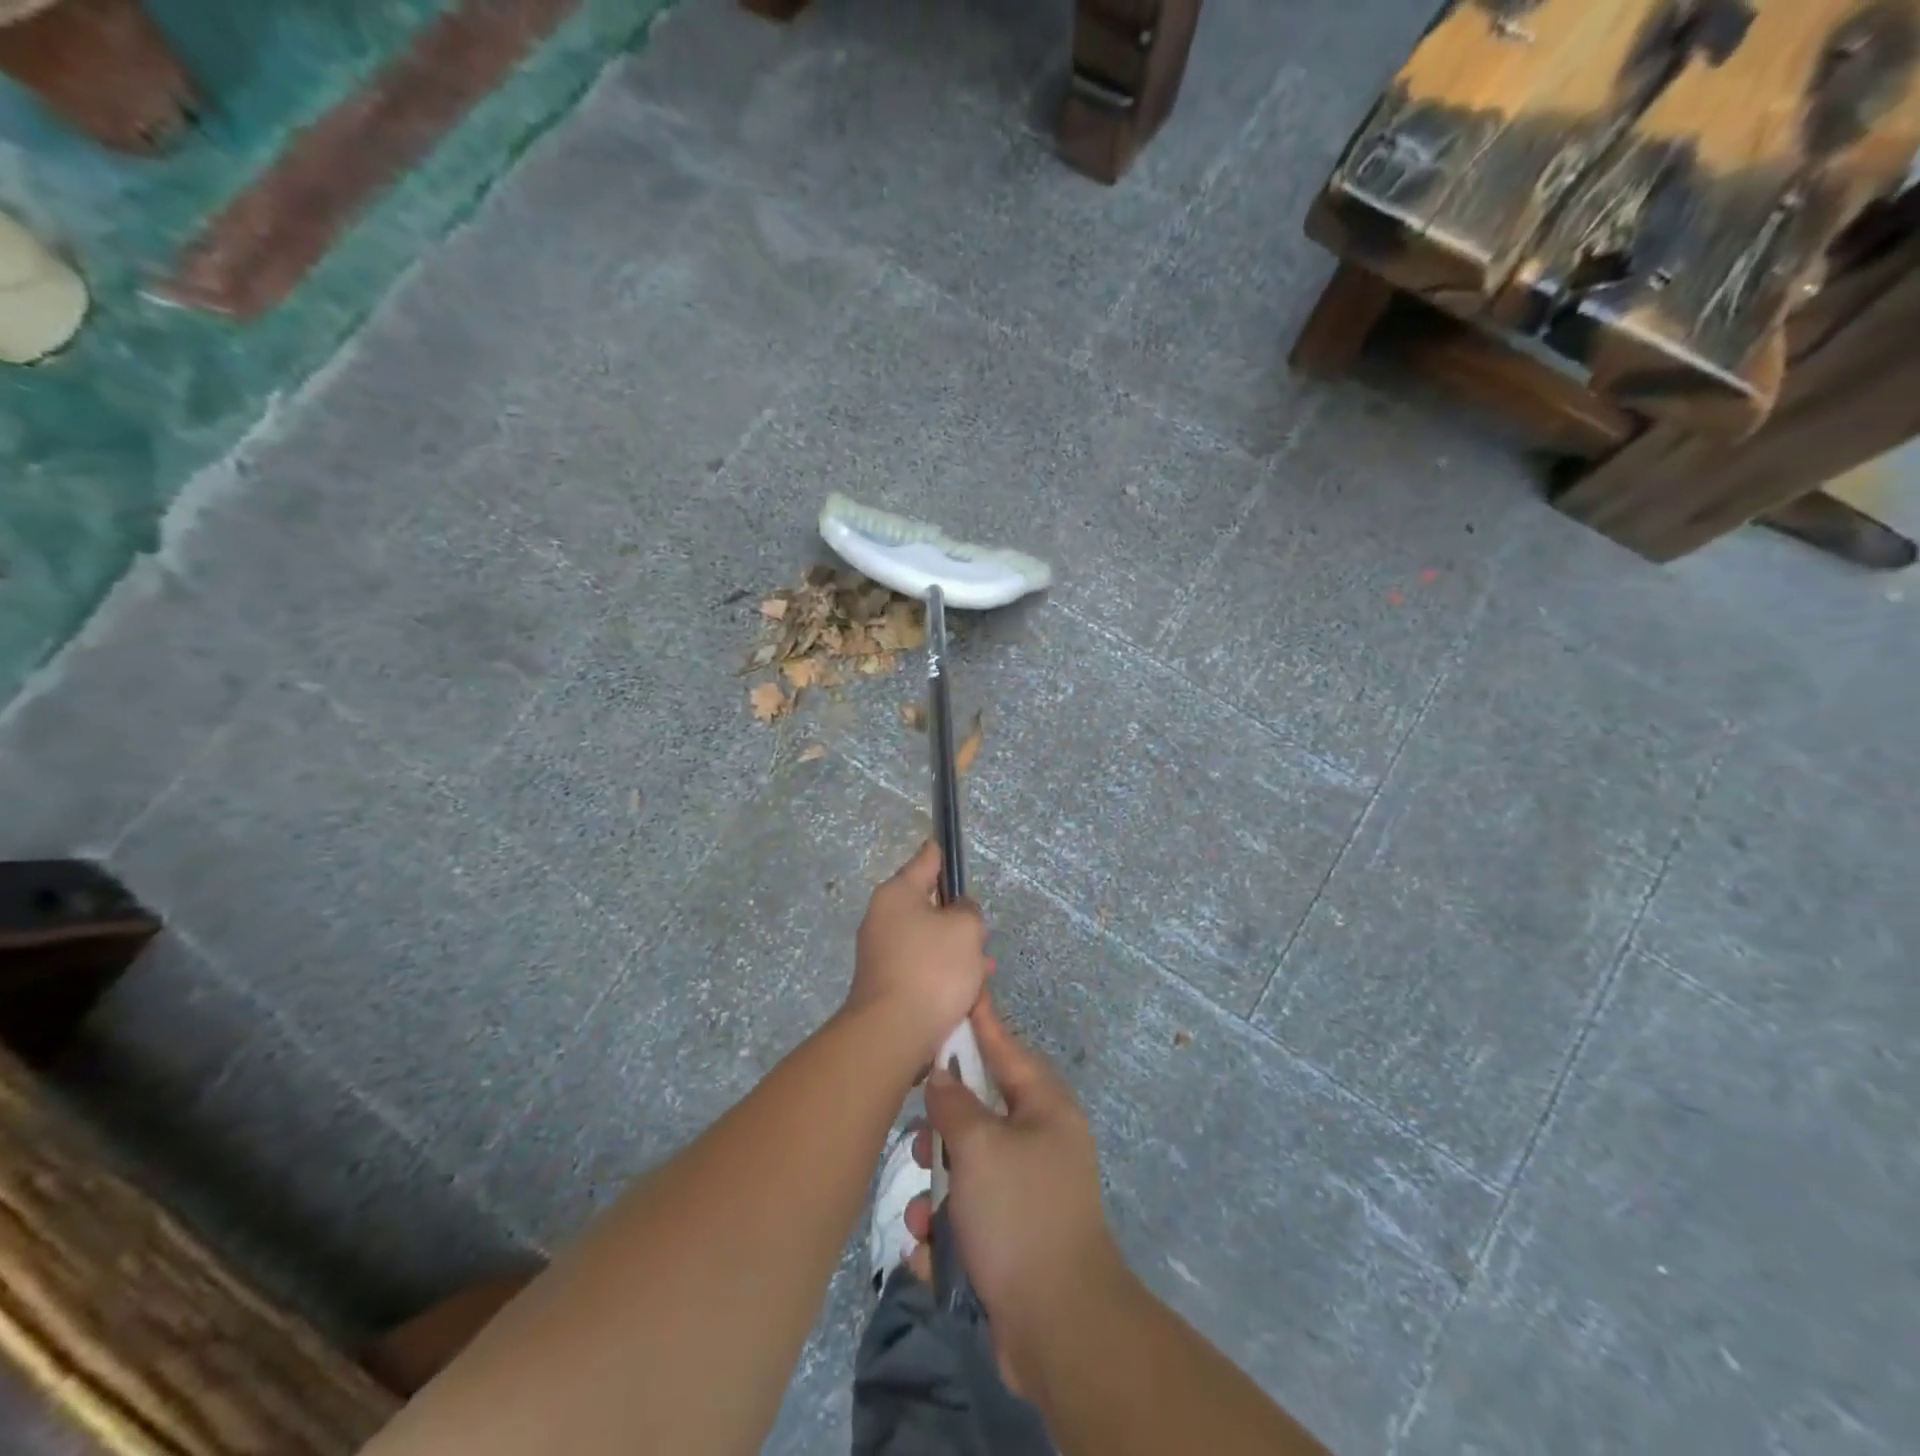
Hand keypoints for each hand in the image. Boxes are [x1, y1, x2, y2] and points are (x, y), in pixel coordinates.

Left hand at [846, 841, 993, 1070]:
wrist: (893, 1033)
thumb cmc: (932, 969)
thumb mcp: (965, 928)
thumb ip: (967, 911)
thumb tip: (957, 912)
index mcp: (897, 894)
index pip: (925, 861)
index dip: (942, 854)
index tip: (949, 846)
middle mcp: (882, 918)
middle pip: (928, 905)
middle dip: (958, 919)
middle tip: (982, 934)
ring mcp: (881, 953)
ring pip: (929, 940)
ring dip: (957, 951)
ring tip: (984, 968)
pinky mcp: (887, 984)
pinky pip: (922, 968)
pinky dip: (944, 974)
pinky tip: (968, 991)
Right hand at [924, 998, 1126, 1391]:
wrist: (1059, 1327)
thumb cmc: (1019, 1215)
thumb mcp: (979, 1147)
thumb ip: (954, 1103)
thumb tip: (942, 1076)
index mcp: (1045, 1107)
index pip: (1006, 1047)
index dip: (980, 1021)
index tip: (963, 992)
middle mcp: (1041, 1140)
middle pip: (980, 1110)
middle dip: (944, 1129)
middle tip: (922, 1140)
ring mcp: (1029, 1189)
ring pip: (967, 1165)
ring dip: (937, 1188)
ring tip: (922, 1215)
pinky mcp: (1014, 1233)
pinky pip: (969, 1212)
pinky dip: (948, 1228)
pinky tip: (931, 1252)